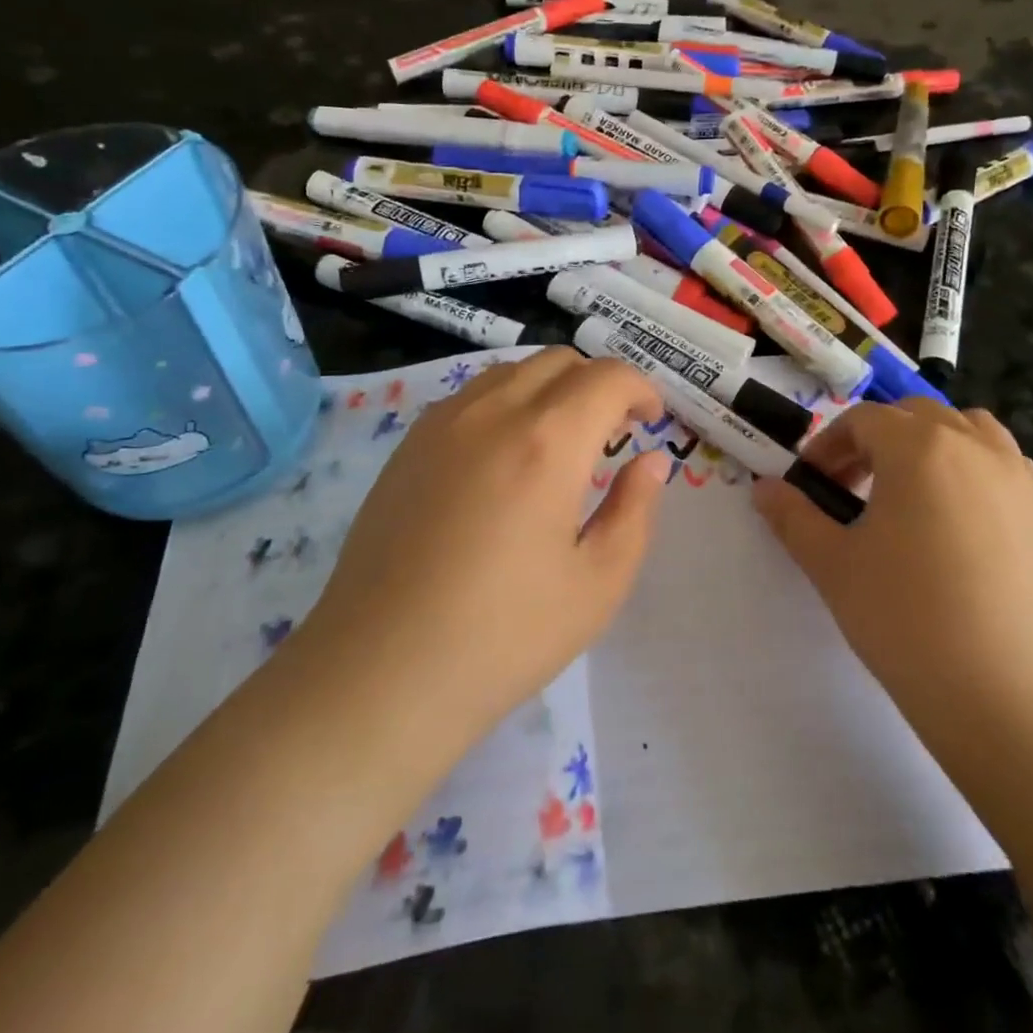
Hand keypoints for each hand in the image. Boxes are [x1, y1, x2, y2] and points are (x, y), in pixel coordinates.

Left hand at [301, 350, 670, 760]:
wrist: (382, 670)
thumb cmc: (504, 636)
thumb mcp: (598, 584)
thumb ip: (634, 510)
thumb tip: (650, 460)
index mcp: (546, 442)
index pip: (606, 377)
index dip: (640, 389)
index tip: (650, 422)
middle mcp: (492, 412)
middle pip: (558, 362)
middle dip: (598, 383)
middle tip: (613, 431)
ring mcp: (441, 424)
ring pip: (511, 372)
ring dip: (550, 389)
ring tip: (560, 442)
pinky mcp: (406, 446)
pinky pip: (470, 397)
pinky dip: (505, 403)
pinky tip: (503, 458)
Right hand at [753, 400, 1032, 767]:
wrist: (1016, 700)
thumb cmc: (909, 621)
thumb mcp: (833, 566)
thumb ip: (793, 517)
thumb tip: (764, 488)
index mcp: (919, 447)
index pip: (863, 420)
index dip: (828, 445)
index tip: (811, 485)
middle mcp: (975, 446)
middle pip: (915, 416)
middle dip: (875, 441)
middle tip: (852, 491)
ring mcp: (1020, 478)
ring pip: (967, 431)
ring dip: (928, 447)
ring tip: (908, 498)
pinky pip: (1002, 466)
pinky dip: (971, 471)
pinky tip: (957, 526)